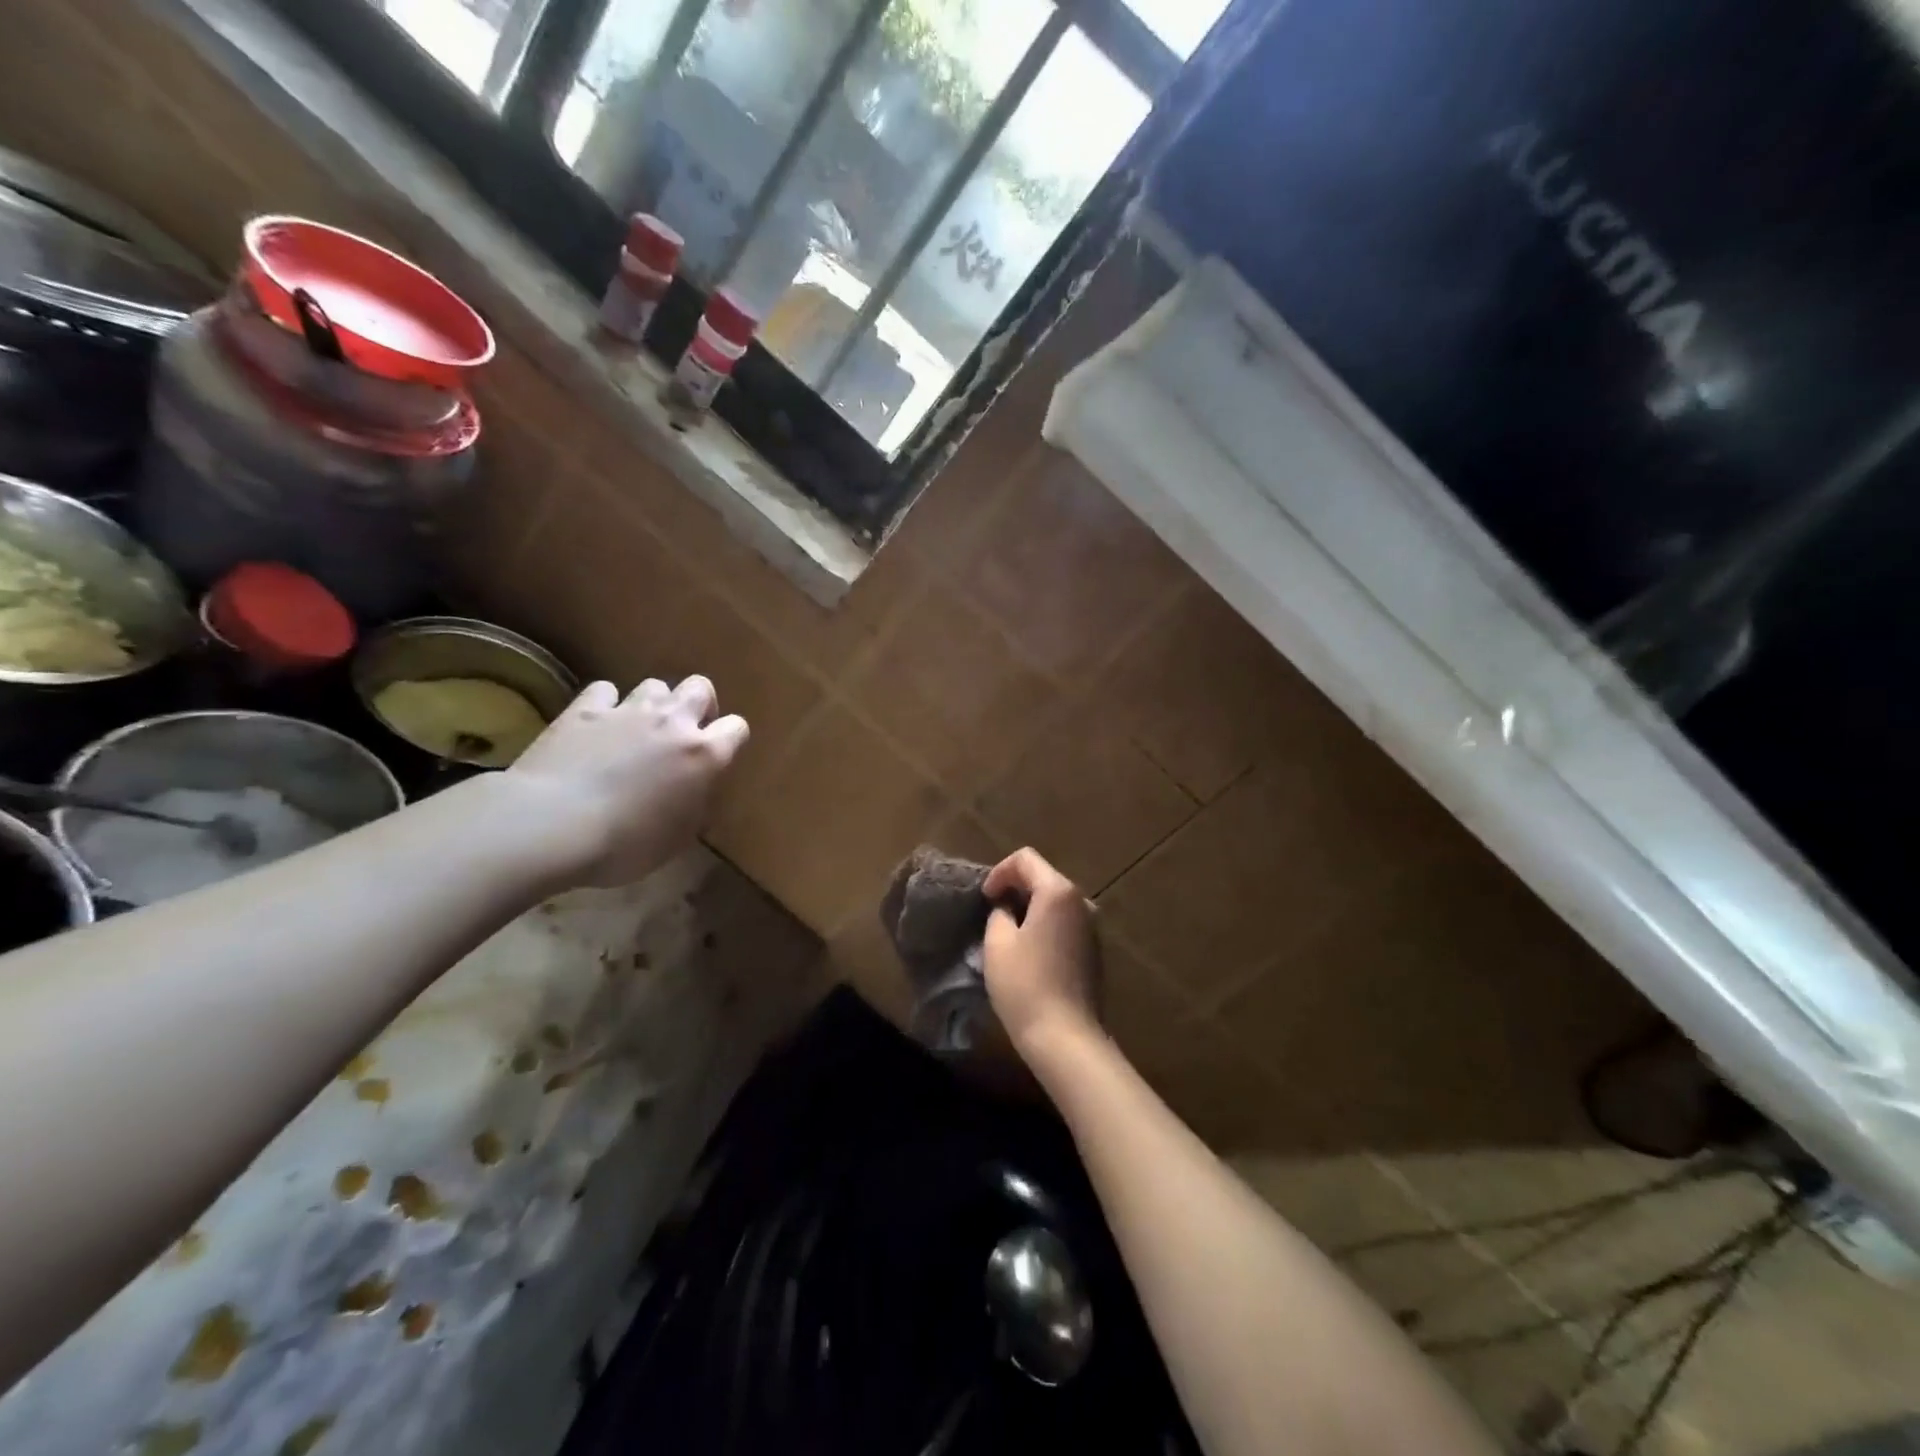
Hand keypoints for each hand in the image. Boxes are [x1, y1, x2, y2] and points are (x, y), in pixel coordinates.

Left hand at [507, 677, 748, 886]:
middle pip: (700, 688)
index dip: (730, 740)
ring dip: (654, 703)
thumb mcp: (677, 839)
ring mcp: (628, 711)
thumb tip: (696, 794)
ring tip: (640, 728)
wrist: (552, 825)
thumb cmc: (625, 844)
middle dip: (698, 705)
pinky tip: (598, 724)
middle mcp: (673, 722)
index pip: (737, 728)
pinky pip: (605, 690)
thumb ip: (695, 806)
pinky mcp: (584, 709)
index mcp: (704, 755)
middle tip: (684, 733)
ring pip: (655, 684)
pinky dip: (606, 704)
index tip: (717, 759)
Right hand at [983, 848, 1101, 1054]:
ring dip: (1030, 909)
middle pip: (1043, 877)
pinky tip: (1029, 953)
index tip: (985, 898)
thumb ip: (999, 913)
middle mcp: (1082, 902)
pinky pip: (1065, 923)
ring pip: (1055, 902)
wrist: (1066, 1037)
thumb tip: (1007, 910)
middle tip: (992, 913)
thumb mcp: (998, 943)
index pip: (1025, 859)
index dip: (999, 872)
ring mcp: (1092, 927)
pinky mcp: (1093, 950)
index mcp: (1059, 891)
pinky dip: (1045, 926)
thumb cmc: (1025, 984)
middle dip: (1015, 889)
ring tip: (1007, 933)